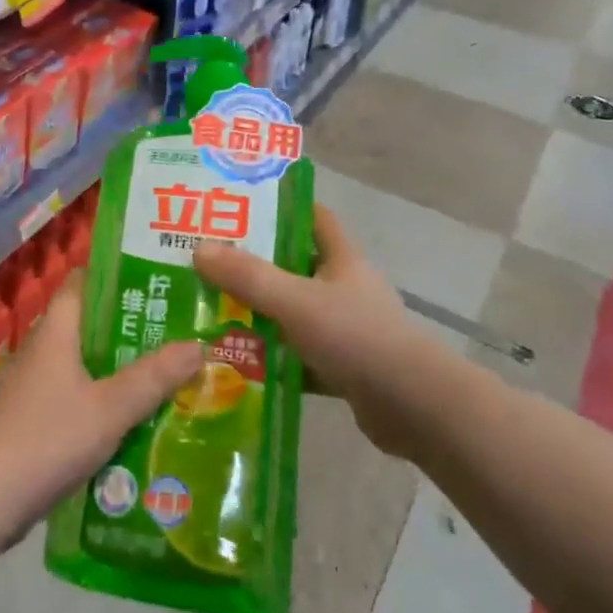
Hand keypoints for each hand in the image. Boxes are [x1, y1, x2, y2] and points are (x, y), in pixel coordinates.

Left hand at [0, 270, 201, 539]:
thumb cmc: (47, 438)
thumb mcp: (110, 407)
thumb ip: (153, 378)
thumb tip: (199, 344)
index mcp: (57, 331)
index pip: (84, 283)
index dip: (117, 275)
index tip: (157, 278)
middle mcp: (46, 350)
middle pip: (92, 326)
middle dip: (133, 327)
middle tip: (179, 329)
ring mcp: (39, 386)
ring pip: (89, 365)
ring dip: (123, 368)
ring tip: (171, 371)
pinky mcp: (38, 420)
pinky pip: (81, 398)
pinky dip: (108, 401)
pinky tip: (139, 418)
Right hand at [194, 204, 433, 458]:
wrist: (413, 407)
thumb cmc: (356, 337)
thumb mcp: (295, 301)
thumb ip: (248, 277)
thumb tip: (199, 249)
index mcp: (341, 259)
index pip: (312, 216)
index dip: (280, 206)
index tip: (238, 206)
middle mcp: (344, 287)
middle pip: (294, 265)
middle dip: (254, 264)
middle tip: (208, 263)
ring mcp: (346, 328)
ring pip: (293, 312)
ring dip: (259, 314)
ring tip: (211, 312)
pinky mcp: (344, 366)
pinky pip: (299, 355)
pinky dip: (273, 359)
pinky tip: (238, 364)